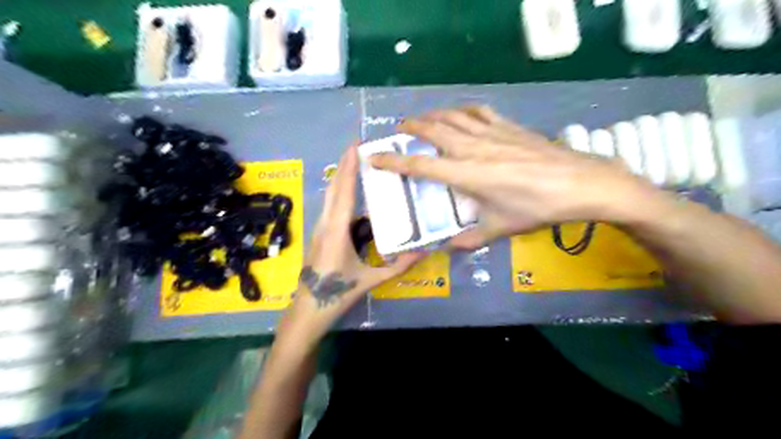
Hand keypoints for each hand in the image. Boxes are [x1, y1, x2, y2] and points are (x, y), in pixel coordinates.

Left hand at [281, 144, 425, 342]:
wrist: (308, 309)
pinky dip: (340, 190)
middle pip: (334, 186)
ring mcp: (320, 226)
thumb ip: (398, 266)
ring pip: (330, 195)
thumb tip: (424, 252)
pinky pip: (330, 205)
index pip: (344, 191)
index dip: (349, 167)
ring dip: (341, 176)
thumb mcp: (371, 280)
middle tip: (359, 146)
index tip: (356, 146)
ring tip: (356, 162)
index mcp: (337, 230)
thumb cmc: (337, 293)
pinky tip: (350, 190)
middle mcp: (326, 222)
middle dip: (344, 164)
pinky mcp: (320, 232)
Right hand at [369, 107, 663, 250]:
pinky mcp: (509, 126)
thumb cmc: (537, 208)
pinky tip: (460, 114)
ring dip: (433, 115)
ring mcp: (492, 133)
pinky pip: (479, 112)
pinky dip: (463, 110)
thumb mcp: (501, 229)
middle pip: (433, 131)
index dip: (393, 162)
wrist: (580, 184)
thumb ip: (471, 240)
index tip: (373, 156)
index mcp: (466, 174)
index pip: (420, 166)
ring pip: (453, 116)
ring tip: (422, 119)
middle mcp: (473, 148)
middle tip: (398, 129)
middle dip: (411, 128)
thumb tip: (450, 249)